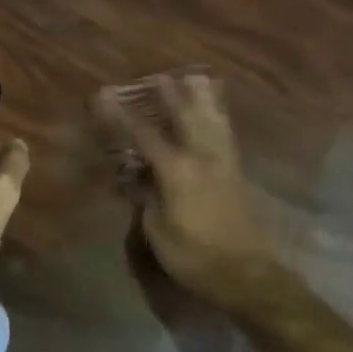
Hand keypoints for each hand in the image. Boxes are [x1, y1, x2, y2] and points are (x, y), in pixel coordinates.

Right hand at [98, 74, 272, 305]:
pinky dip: (220, 116)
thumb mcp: (158, 231)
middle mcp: (201, 157)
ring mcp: (223, 163)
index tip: (106, 96)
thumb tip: (139, 174)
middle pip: (184, 117)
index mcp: (177, 170)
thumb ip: (146, 197)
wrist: (247, 275)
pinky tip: (218, 112)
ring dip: (201, 98)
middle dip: (169, 95)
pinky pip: (226, 134)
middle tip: (157, 76)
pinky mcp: (237, 172)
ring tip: (195, 78)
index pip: (144, 134)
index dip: (122, 115)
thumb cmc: (194, 256)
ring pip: (211, 120)